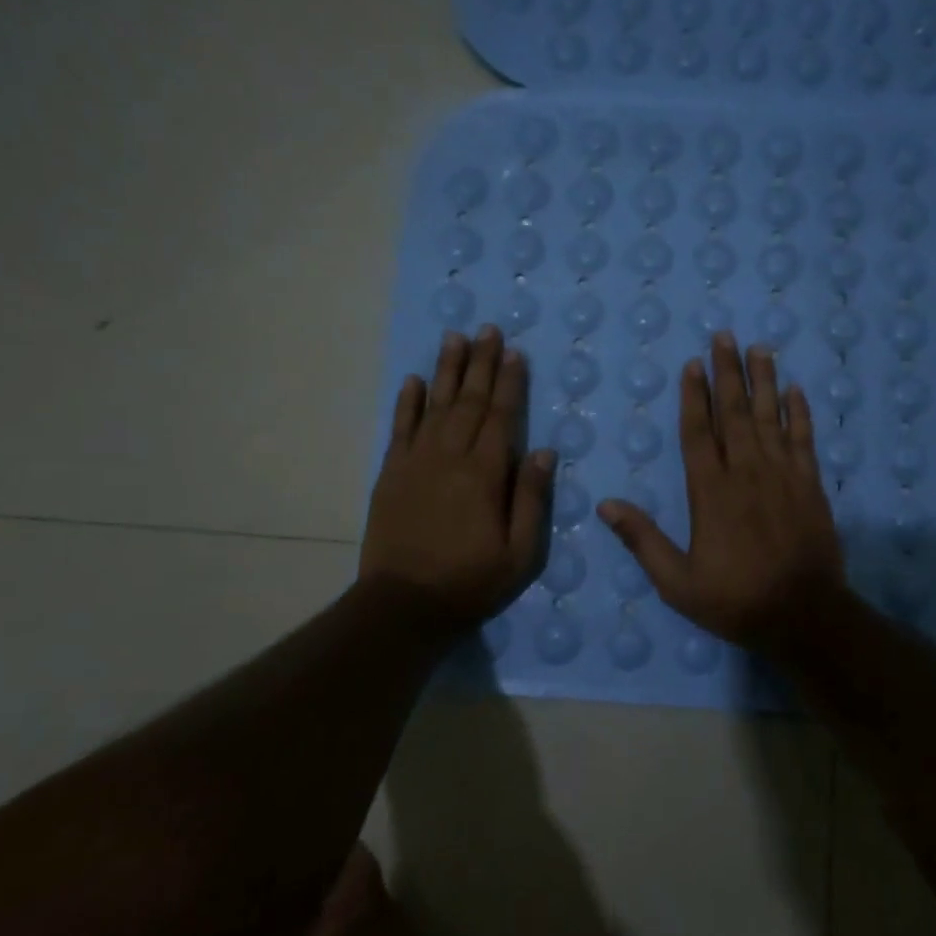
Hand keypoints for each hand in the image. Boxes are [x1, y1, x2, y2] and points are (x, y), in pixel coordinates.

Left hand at [360, 327, 553, 625]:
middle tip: (488, 330)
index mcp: (485, 474)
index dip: (510, 383)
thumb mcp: (520, 553)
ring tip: (455, 338)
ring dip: (446, 370)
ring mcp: (416, 462)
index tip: (515, 352)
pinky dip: (407, 402)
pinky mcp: (391, 473)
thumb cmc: (470, 581)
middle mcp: (450, 457)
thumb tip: (543, 451)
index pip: (502, 416)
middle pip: (470, 401)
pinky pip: (400, 428)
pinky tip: (414, 380)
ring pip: (435, 405)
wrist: (403, 605)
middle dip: (481, 363)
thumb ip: (532, 499)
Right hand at [597, 333, 843, 650]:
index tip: (693, 364)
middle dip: (728, 373)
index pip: (698, 432)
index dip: (695, 397)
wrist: (804, 616)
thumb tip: (605, 505)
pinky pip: (804, 439)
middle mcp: (746, 473)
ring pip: (770, 417)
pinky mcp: (811, 485)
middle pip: (735, 413)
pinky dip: (800, 413)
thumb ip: (642, 540)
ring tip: (759, 348)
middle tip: (725, 336)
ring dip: (763, 381)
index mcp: (710, 492)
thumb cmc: (735, 600)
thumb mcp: (677, 582)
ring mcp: (783, 475)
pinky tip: (795, 390)